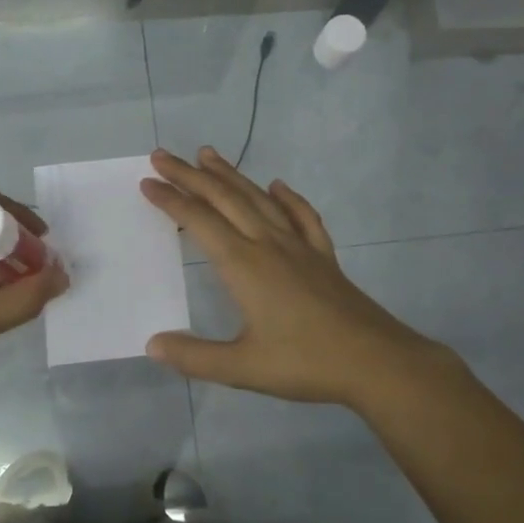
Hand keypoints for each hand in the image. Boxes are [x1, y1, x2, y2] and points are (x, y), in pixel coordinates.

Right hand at [140, 148, 453, 409]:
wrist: (376, 362)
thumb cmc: (305, 363)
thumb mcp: (242, 367)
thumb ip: (195, 357)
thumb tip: (153, 345)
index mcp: (244, 265)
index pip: (199, 222)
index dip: (171, 200)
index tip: (147, 182)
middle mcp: (269, 245)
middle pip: (225, 199)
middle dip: (191, 175)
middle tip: (163, 155)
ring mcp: (300, 247)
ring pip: (260, 200)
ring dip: (231, 175)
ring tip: (209, 155)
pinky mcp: (324, 257)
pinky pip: (302, 217)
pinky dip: (288, 198)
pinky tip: (279, 187)